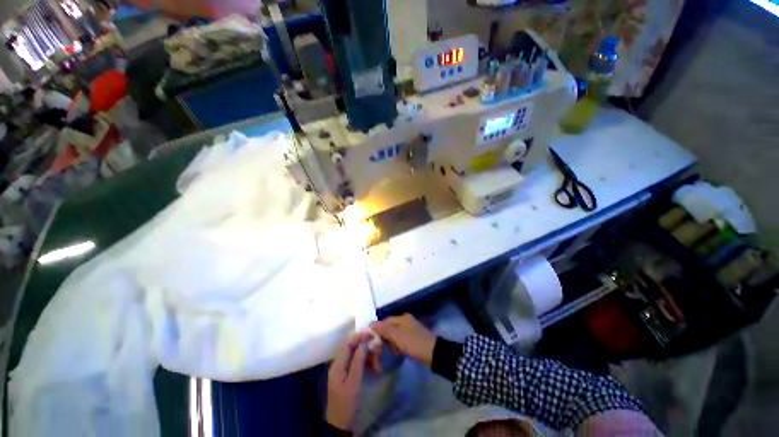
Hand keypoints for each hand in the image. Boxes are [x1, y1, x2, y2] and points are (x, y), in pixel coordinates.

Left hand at [326, 331, 371, 430]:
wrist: (339, 423)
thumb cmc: (347, 403)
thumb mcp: (354, 382)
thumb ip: (358, 361)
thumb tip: (363, 343)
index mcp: (337, 364)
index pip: (347, 343)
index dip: (359, 336)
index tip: (371, 334)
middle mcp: (338, 363)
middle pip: (350, 346)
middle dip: (363, 344)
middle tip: (376, 347)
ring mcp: (341, 369)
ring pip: (354, 354)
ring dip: (366, 354)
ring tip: (377, 360)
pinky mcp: (345, 374)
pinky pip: (355, 361)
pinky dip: (364, 361)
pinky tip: (373, 366)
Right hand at [370, 314, 436, 366]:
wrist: (434, 353)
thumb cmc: (414, 343)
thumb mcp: (397, 336)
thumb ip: (384, 329)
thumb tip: (370, 323)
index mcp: (402, 318)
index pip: (385, 321)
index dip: (377, 329)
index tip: (372, 340)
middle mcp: (405, 321)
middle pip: (389, 327)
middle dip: (384, 337)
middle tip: (380, 349)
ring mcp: (409, 330)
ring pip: (394, 335)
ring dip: (390, 343)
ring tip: (390, 352)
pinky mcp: (413, 339)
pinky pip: (400, 340)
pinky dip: (397, 346)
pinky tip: (397, 353)